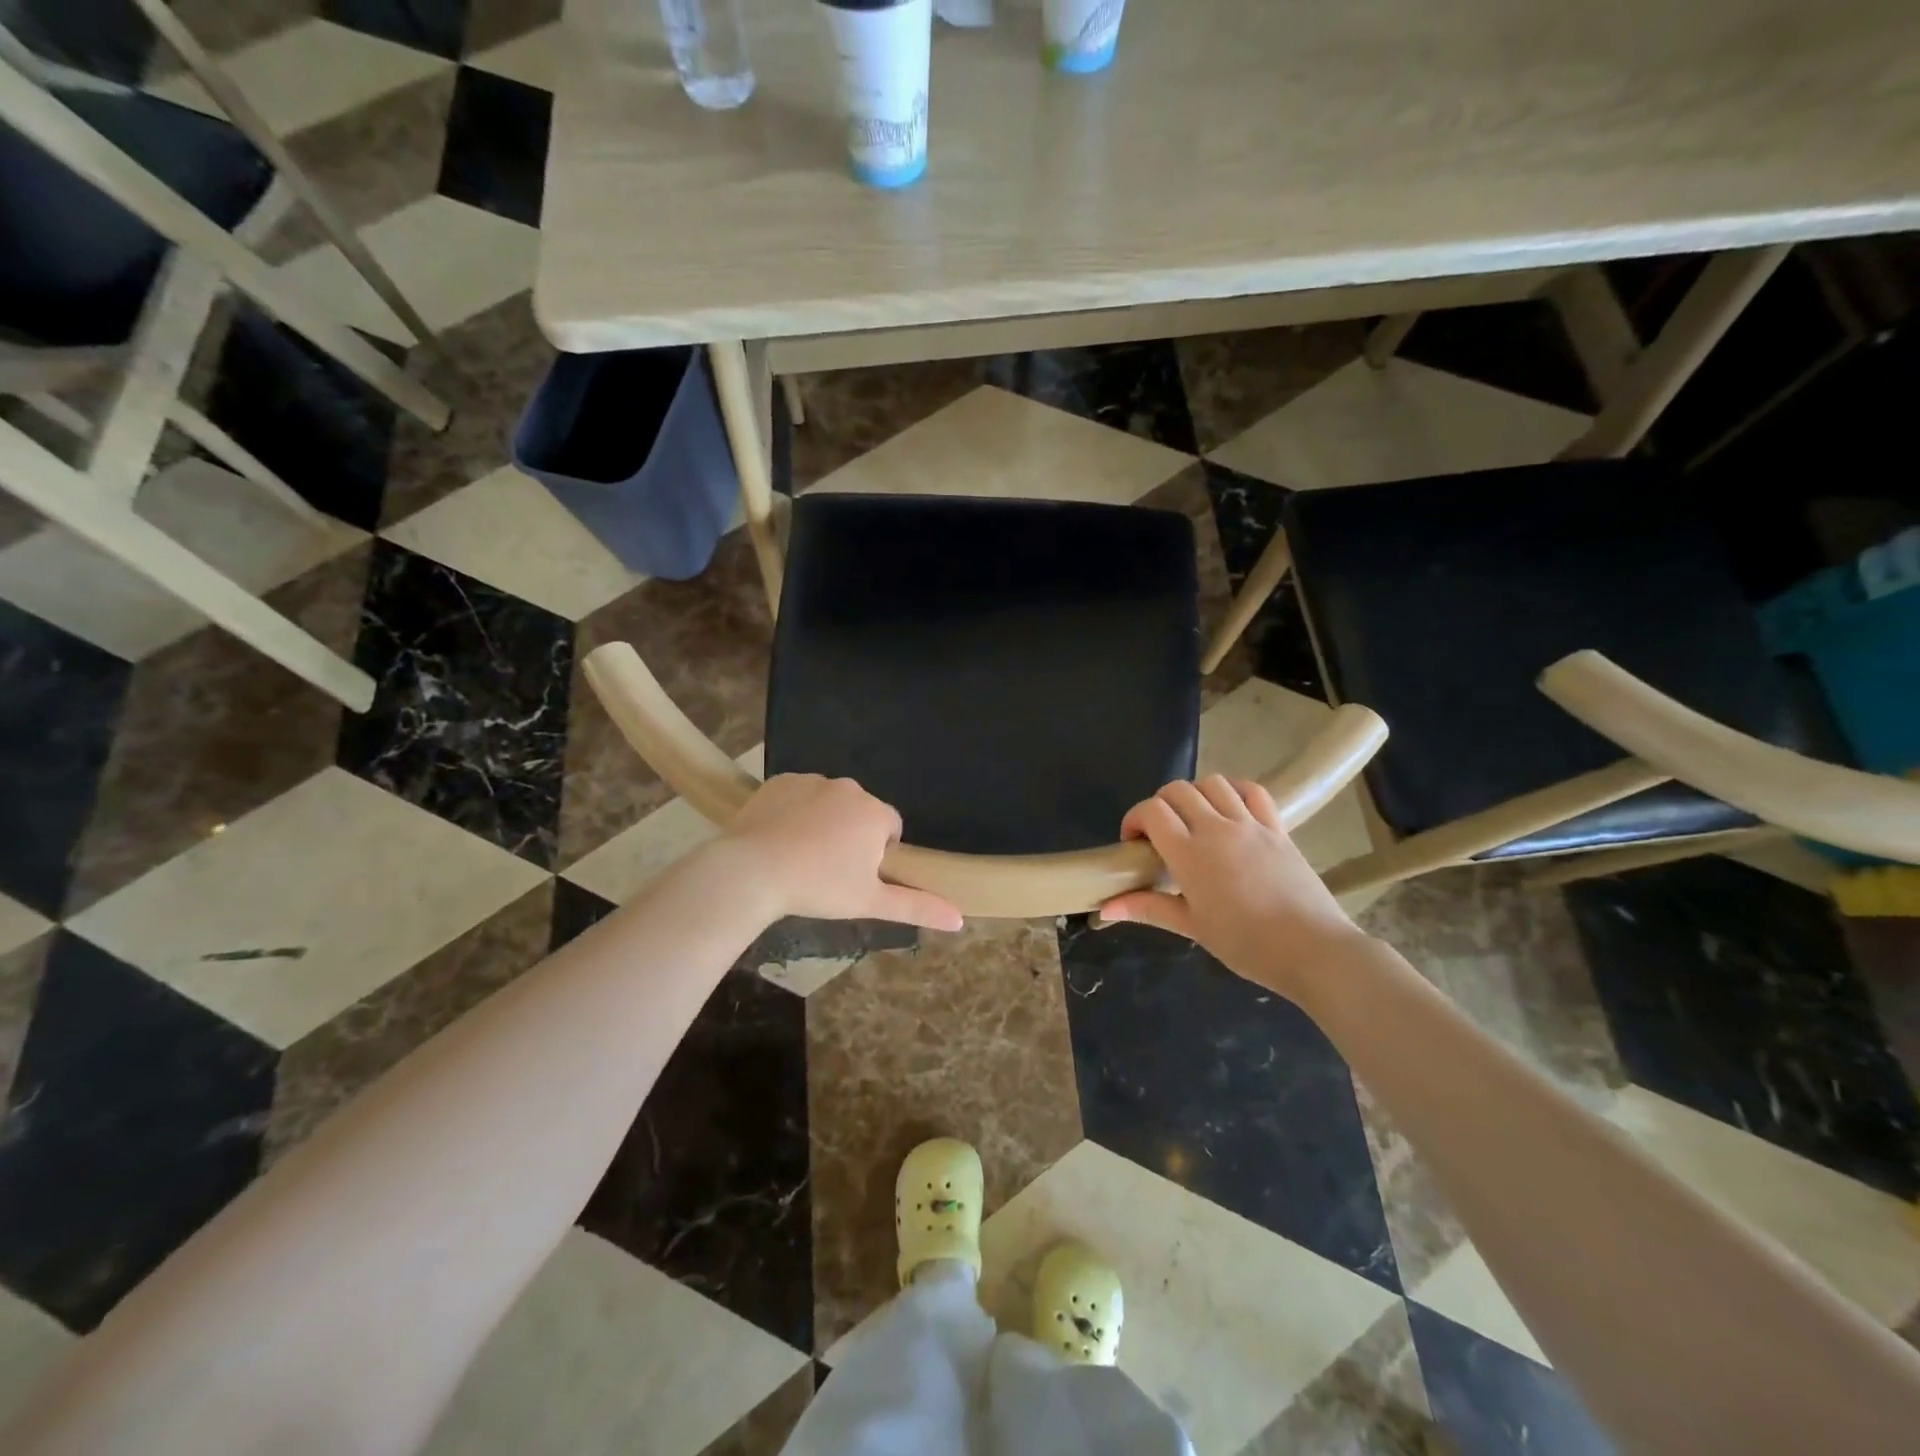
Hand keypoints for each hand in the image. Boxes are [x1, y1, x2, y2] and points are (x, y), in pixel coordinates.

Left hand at [718, 775, 963, 931]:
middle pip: (860, 814)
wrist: (751, 870)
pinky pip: (798, 795)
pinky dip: (794, 812)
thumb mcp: (870, 902)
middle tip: (827, 871)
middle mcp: (849, 788)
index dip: (877, 855)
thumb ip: (917, 907)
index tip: (855, 878)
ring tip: (800, 857)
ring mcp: (812, 780)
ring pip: (828, 803)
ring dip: (823, 823)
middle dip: (851, 836)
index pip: (890, 829)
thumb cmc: (818, 887)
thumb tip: (959, 918)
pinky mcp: (780, 781)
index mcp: (875, 813)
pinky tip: (779, 838)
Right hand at [1099, 776, 1367, 1000]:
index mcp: (1190, 853)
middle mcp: (1216, 828)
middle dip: (1160, 804)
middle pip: (1178, 790)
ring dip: (1195, 794)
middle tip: (1160, 834)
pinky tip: (1229, 808)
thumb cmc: (1246, 944)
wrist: (1313, 949)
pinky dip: (1234, 790)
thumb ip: (1148, 908)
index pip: (1152, 811)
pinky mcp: (1277, 827)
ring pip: (1213, 783)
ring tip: (1193, 820)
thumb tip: (1105, 909)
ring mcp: (1250, 824)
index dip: (1135, 818)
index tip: (1134, 843)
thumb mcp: (1192, 927)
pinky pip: (1252, 791)